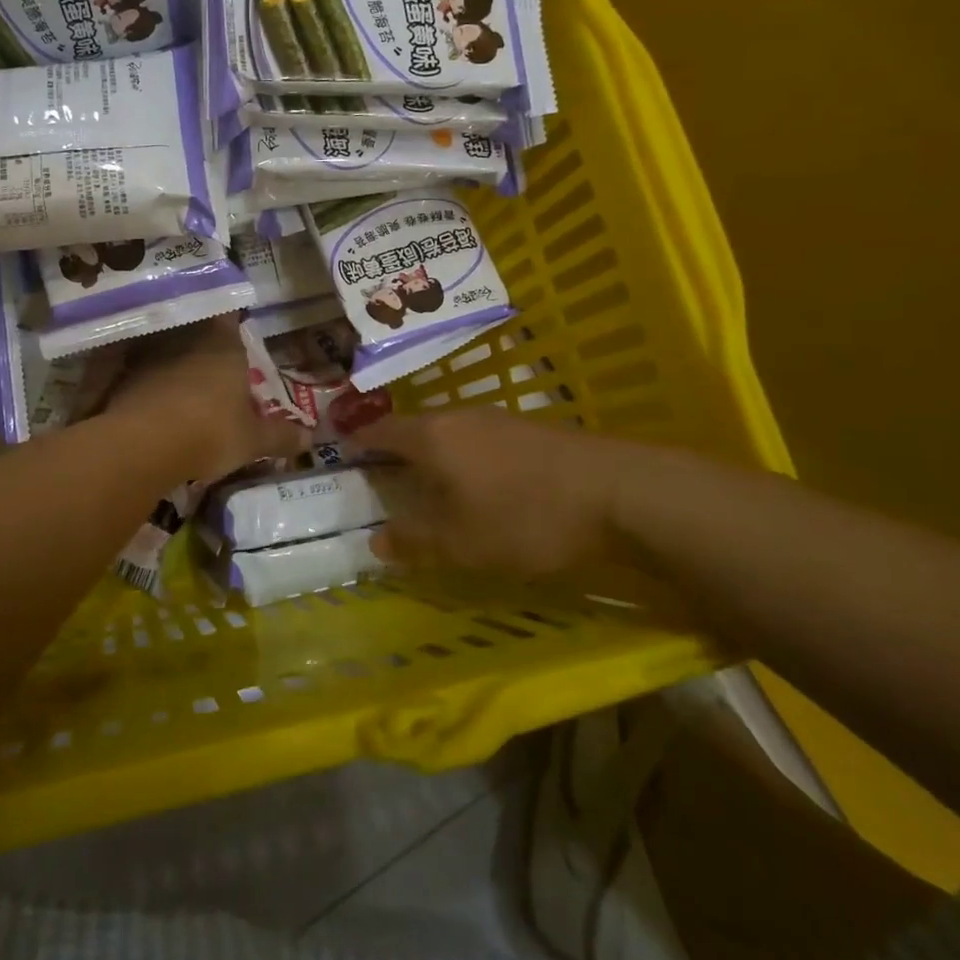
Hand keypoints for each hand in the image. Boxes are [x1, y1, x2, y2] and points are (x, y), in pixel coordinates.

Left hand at [86, 317, 302, 481]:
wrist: (145, 443)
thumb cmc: (211, 431)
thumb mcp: (253, 440)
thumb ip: (280, 436)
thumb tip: (309, 438)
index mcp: (224, 342)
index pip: (229, 314)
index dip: (232, 316)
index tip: (234, 323)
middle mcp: (186, 336)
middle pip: (195, 328)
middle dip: (202, 340)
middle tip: (211, 359)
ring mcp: (150, 353)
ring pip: (166, 346)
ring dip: (172, 359)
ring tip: (181, 379)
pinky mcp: (123, 374)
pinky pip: (141, 370)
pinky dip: (148, 379)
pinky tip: (154, 399)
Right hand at [346, 409, 632, 574]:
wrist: (618, 492)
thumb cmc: (526, 516)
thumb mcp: (463, 542)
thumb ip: (415, 541)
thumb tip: (376, 542)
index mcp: (432, 437)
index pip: (380, 431)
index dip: (358, 443)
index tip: (342, 457)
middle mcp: (458, 417)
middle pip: (413, 429)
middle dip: (394, 453)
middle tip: (383, 482)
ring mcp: (496, 419)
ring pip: (448, 434)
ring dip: (432, 457)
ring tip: (428, 488)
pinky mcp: (528, 429)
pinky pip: (477, 439)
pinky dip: (463, 459)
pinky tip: (479, 485)